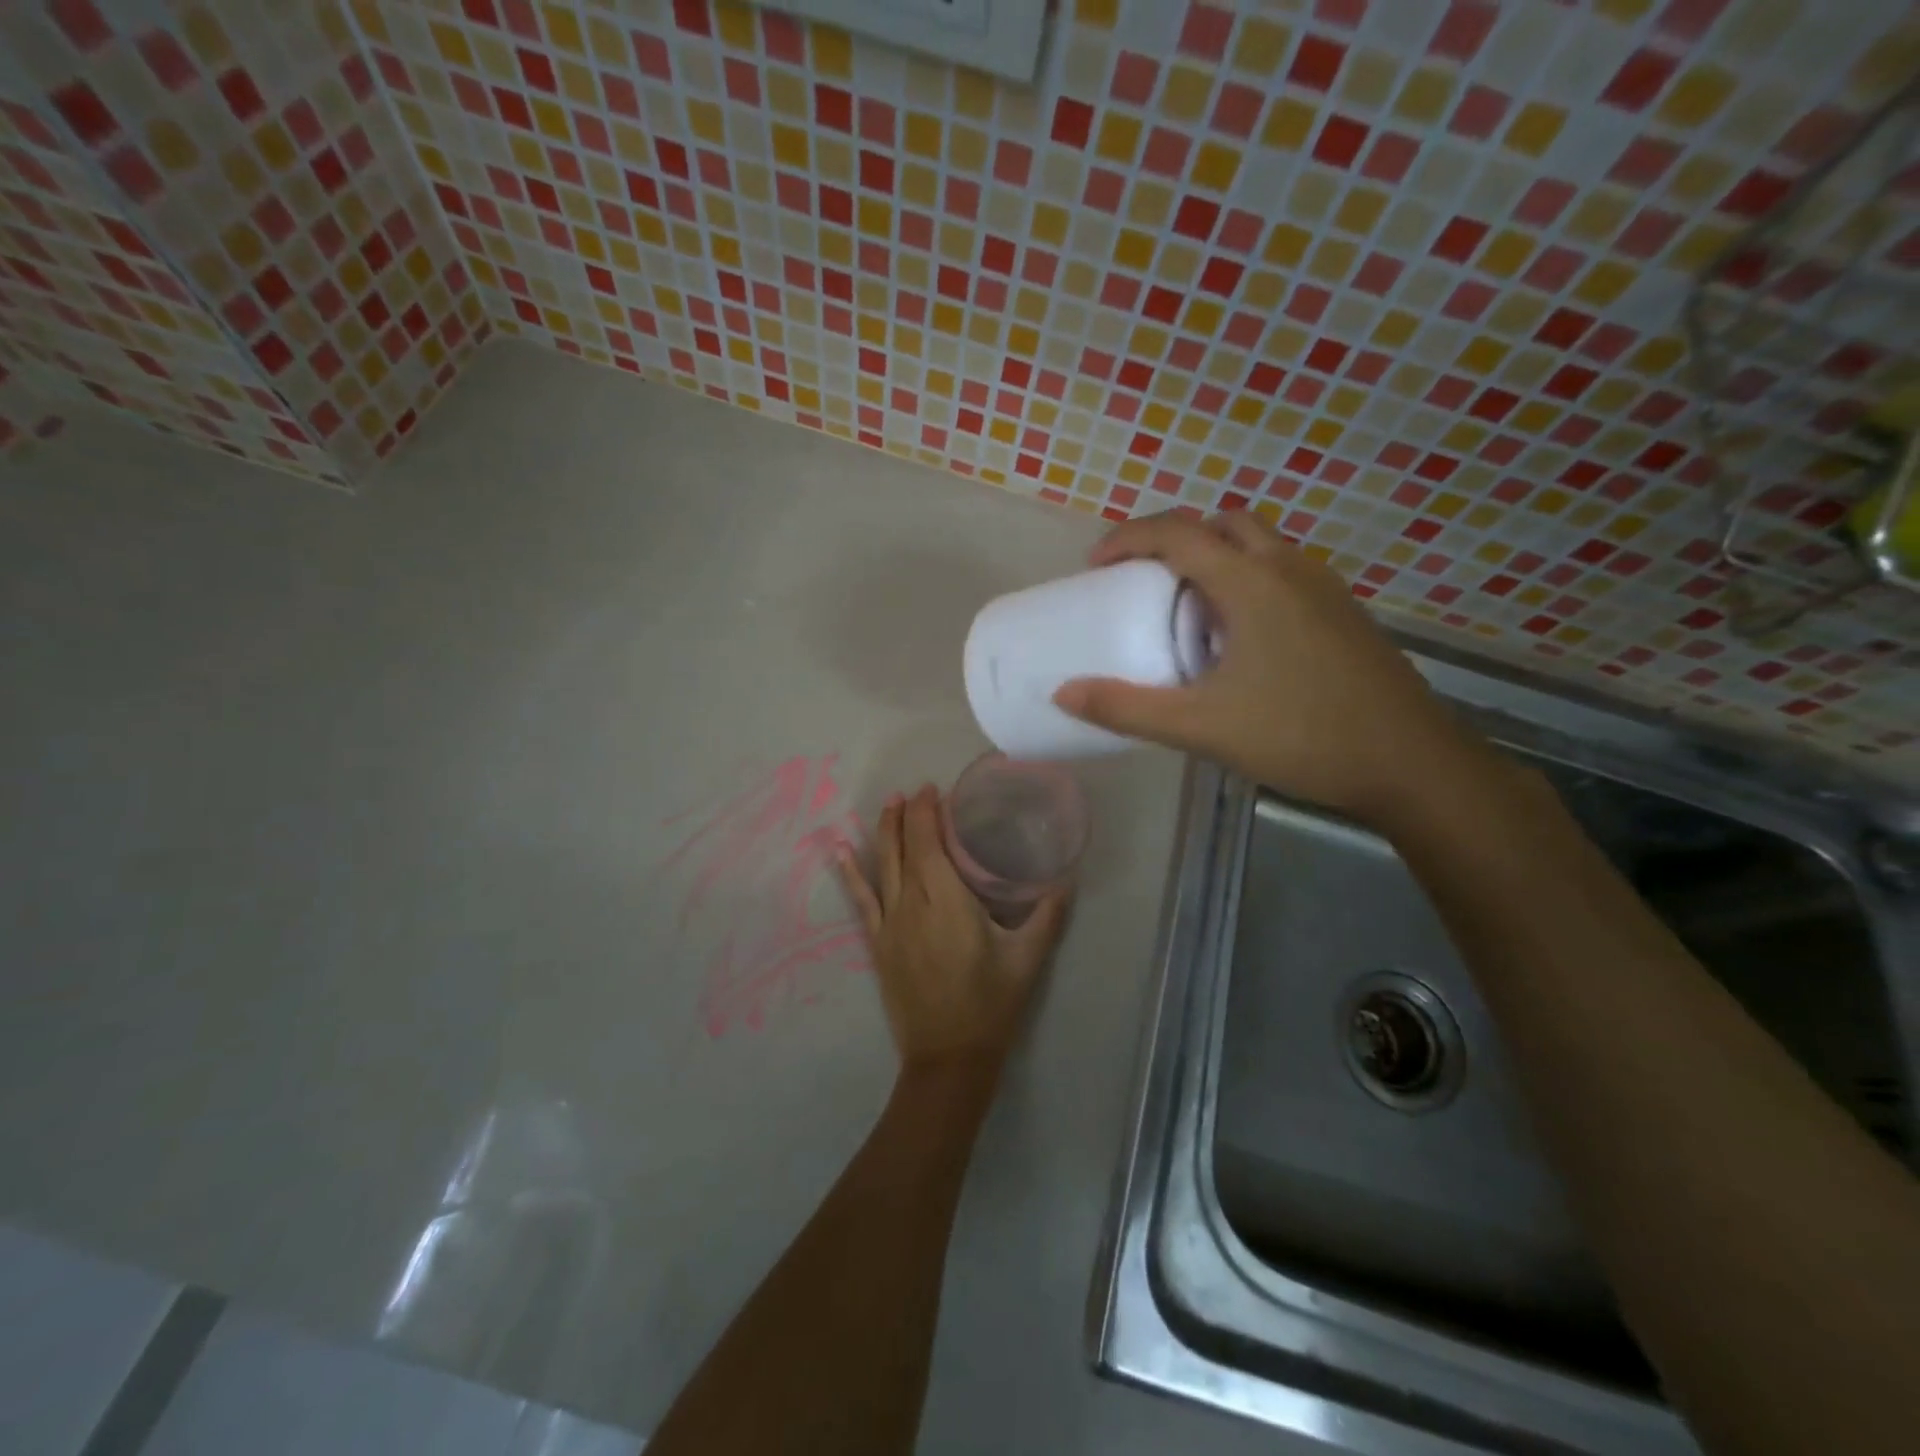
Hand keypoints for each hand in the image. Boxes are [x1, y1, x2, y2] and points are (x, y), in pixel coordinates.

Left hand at [835, 786, 1070, 1074]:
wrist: (948, 1057)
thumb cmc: (991, 1004)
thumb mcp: (1028, 959)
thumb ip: (1047, 915)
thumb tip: (1067, 880)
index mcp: (948, 900)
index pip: (930, 842)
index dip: (927, 812)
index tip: (933, 790)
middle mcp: (913, 903)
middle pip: (905, 847)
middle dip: (907, 815)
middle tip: (913, 791)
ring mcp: (891, 923)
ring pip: (883, 866)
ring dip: (884, 832)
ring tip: (887, 804)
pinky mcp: (878, 943)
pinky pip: (862, 899)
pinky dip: (852, 872)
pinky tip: (841, 851)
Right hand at [1052, 512, 1477, 824]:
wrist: (1410, 763)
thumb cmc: (1301, 735)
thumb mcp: (1201, 727)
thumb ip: (1128, 708)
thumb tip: (1064, 693)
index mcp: (1251, 582)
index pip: (1178, 532)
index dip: (1129, 538)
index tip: (1095, 563)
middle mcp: (1290, 568)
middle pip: (1221, 522)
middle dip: (1174, 537)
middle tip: (1141, 575)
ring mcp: (1325, 588)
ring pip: (1259, 544)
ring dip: (1214, 556)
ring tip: (1185, 605)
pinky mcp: (1344, 612)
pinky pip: (1283, 571)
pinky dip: (1246, 578)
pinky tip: (1238, 636)